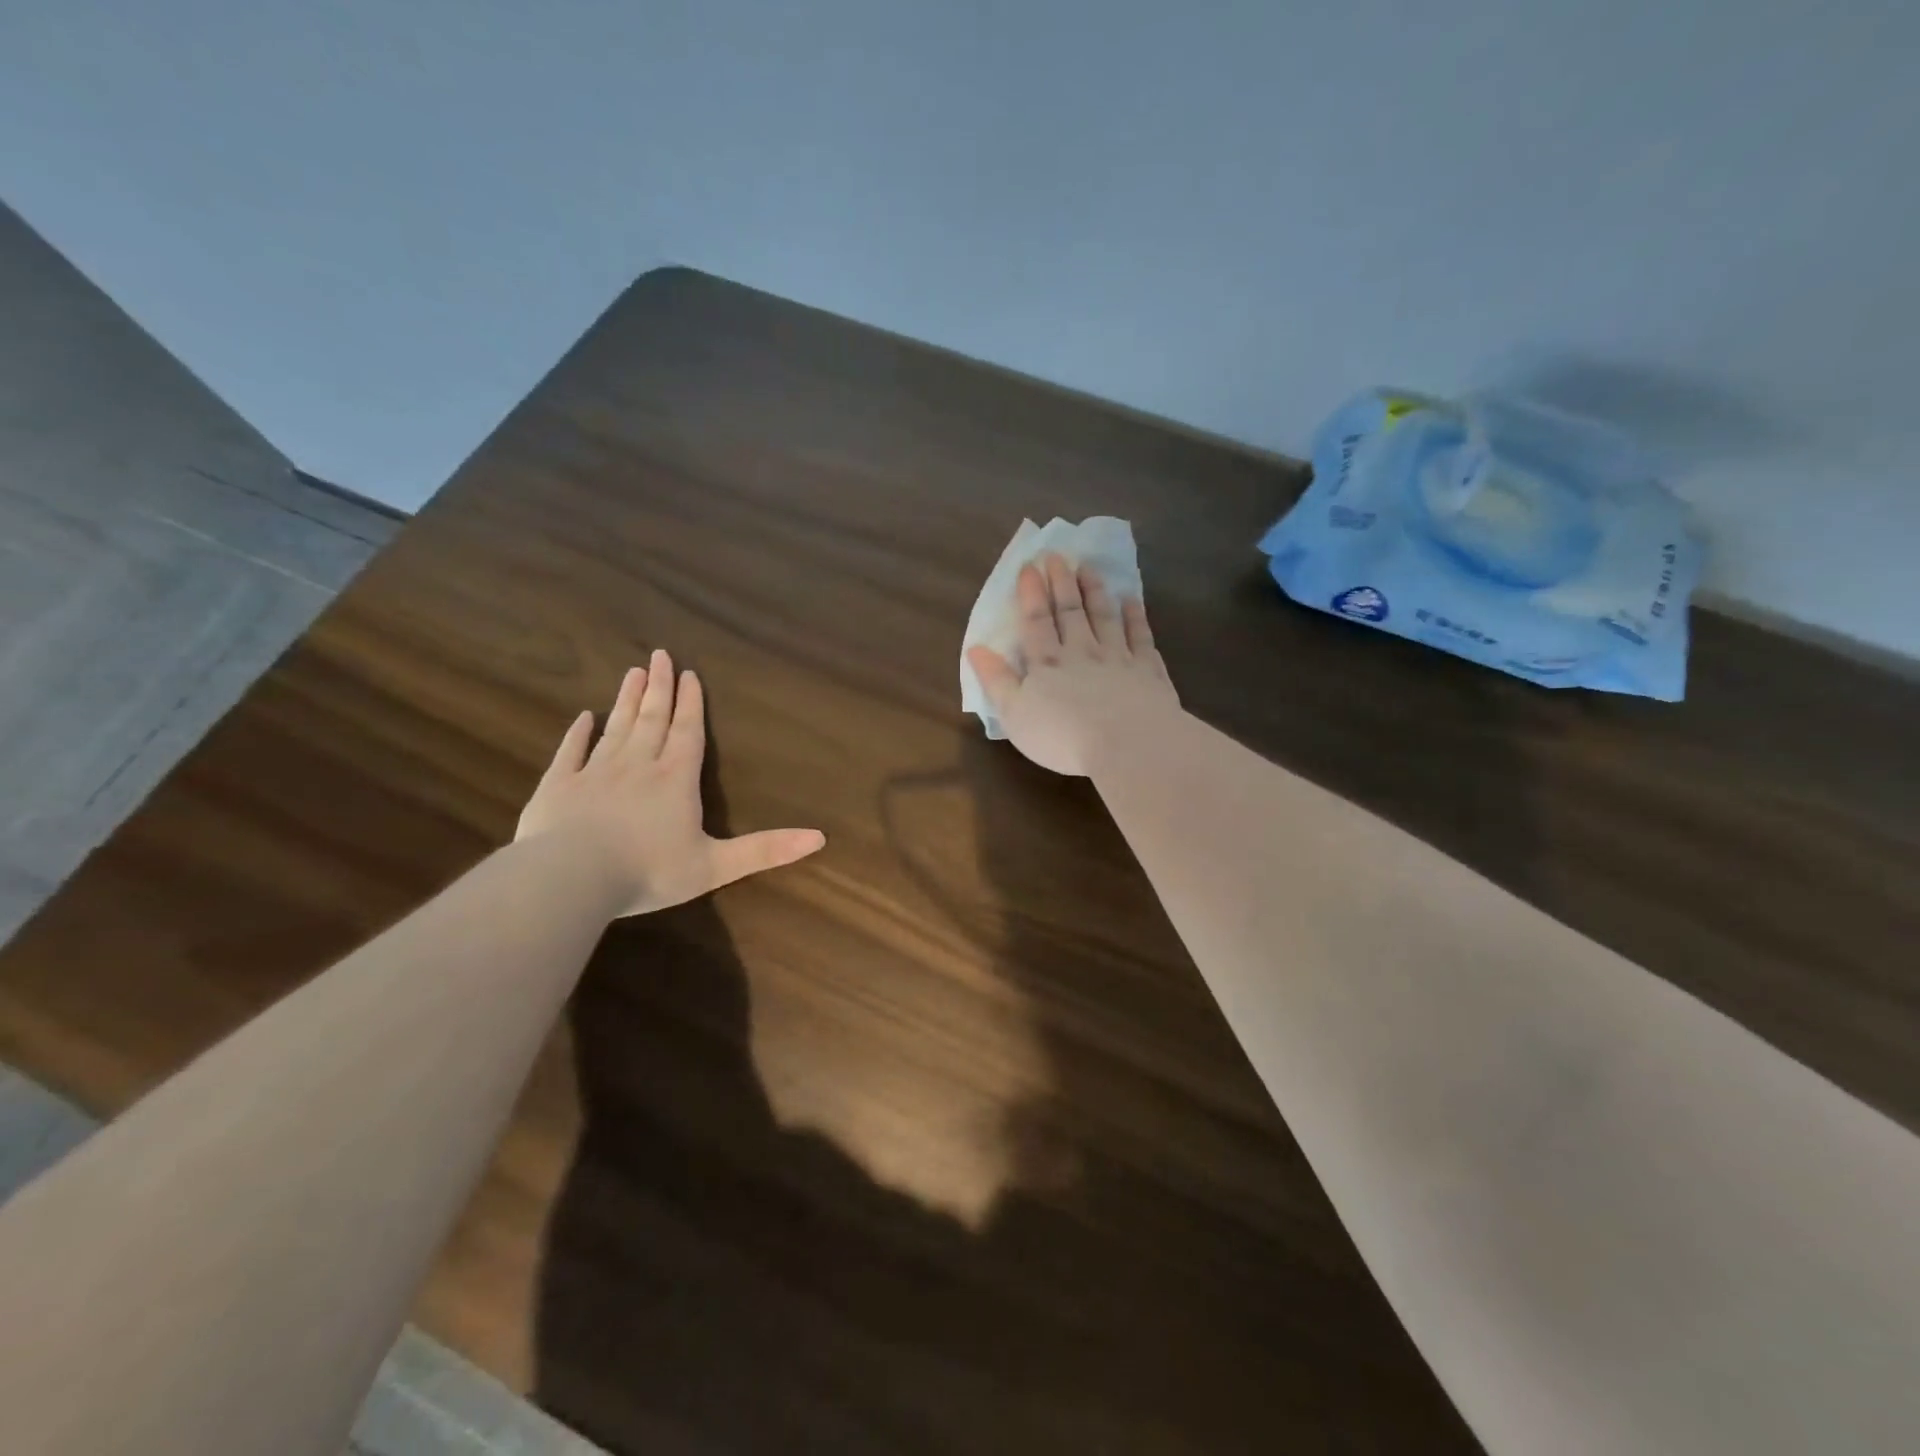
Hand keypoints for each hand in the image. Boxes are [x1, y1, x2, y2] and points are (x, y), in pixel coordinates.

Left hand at [515, 650, 825, 914]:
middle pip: (652, 719)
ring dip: (626, 700)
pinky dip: (578, 733)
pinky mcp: (559, 786)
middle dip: (659, 688)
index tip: (689, 673)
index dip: (691, 704)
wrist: (571, 878)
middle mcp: (638, 766)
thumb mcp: (716, 865)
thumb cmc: (649, 871)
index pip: (687, 733)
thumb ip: (766, 850)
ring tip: (633, 672)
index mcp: (675, 780)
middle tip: (659, 655)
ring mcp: (595, 773)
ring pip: (616, 727)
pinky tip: (583, 717)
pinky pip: (571, 752)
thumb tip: (820, 837)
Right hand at [967, 554, 1179, 776]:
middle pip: (1070, 611)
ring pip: (1104, 616)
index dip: (1031, 594)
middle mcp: (1082, 652)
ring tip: (1089, 568)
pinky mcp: (1147, 670)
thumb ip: (996, 680)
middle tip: (1058, 556)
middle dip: (1062, 583)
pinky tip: (1132, 601)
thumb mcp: (1015, 714)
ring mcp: (1118, 657)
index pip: (1036, 621)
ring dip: (1095, 591)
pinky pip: (1140, 636)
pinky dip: (1135, 617)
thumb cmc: (1062, 736)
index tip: (1030, 566)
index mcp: (1047, 663)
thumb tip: (976, 648)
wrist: (1127, 744)